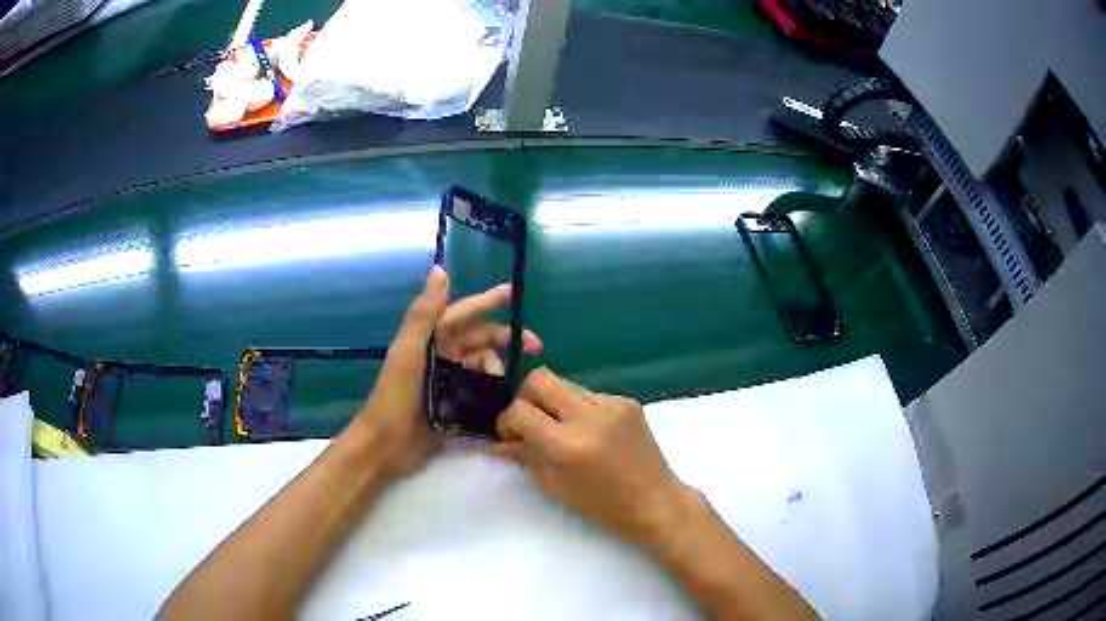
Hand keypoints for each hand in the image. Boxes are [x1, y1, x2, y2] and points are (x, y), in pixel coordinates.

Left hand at [354, 266, 542, 479]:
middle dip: (506, 340)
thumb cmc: (395, 397)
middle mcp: (441, 356)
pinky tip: (510, 397)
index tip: (515, 293)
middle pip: (480, 340)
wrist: (386, 445)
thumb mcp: (408, 352)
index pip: (464, 313)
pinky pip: (481, 391)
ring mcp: (448, 381)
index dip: (489, 301)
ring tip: (513, 383)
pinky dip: (495, 391)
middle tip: (536, 348)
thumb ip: (424, 313)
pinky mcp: (453, 405)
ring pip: (483, 366)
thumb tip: (440, 269)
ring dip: (500, 369)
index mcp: (429, 339)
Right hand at [491, 369, 686, 545]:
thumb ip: (525, 456)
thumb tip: (497, 442)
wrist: (655, 502)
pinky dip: (580, 409)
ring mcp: (612, 404)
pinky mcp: (627, 401)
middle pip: (540, 379)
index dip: (506, 421)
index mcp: (567, 444)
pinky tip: (589, 432)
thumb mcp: (555, 486)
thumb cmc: (602, 506)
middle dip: (526, 397)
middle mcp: (588, 416)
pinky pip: (590, 394)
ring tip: (562, 430)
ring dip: (554, 402)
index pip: (520, 410)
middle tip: (530, 422)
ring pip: (565, 383)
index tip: (509, 434)